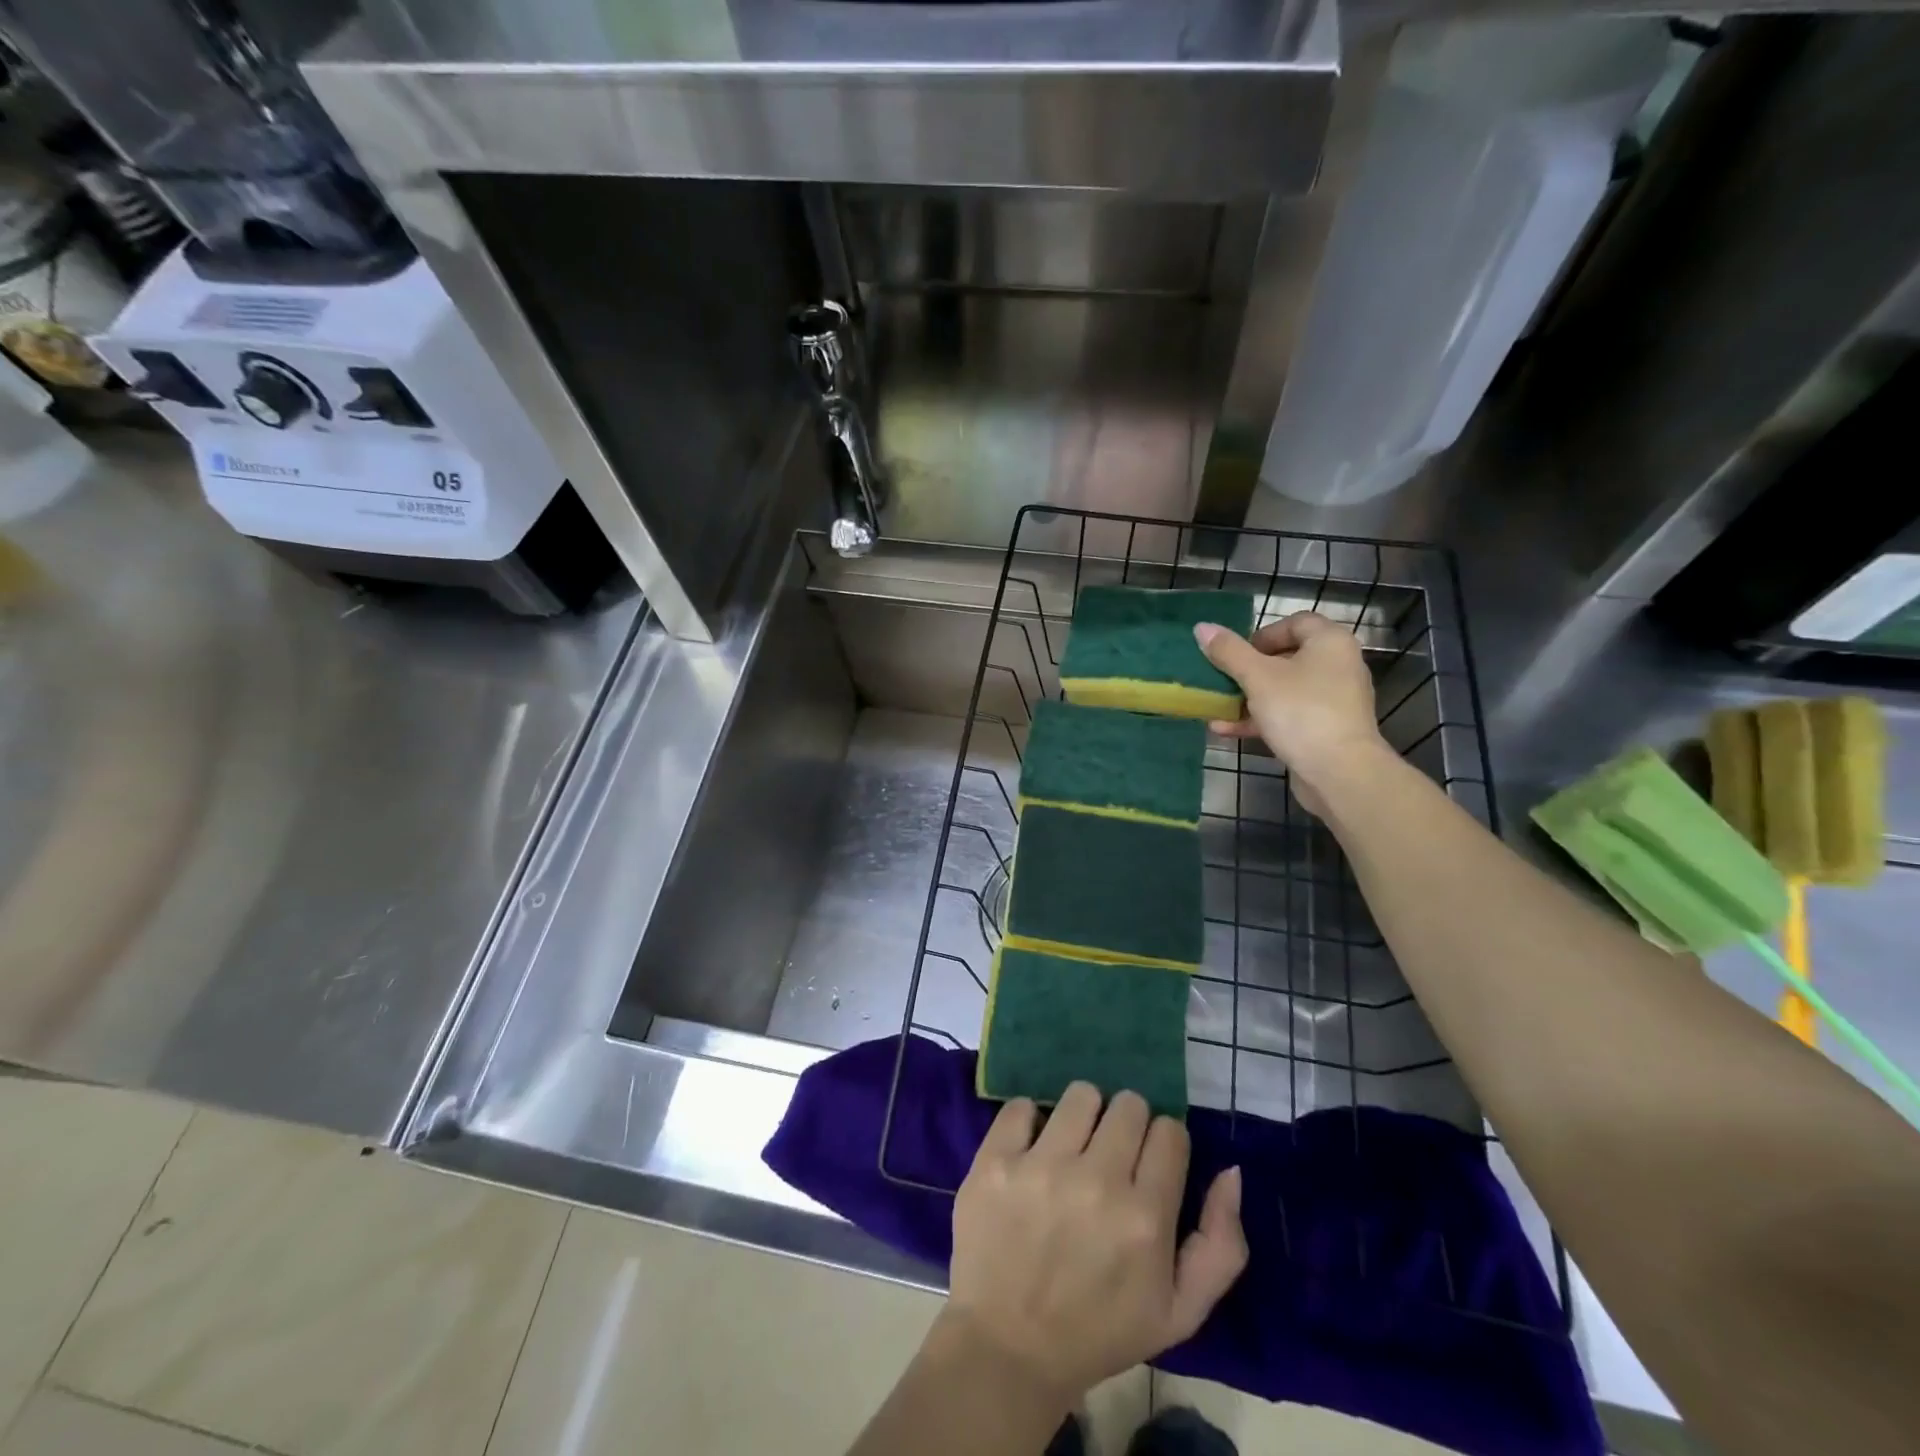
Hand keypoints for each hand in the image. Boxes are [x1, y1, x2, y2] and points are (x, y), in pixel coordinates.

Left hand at [944, 1083, 1246, 1406]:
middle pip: (1129, 1104)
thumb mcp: (1179, 1312)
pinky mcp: (995, 1160)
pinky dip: (1029, 1122)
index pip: (1170, 1131)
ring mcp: (1041, 1166)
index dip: (1163, 1144)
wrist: (1008, 1348)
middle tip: (1109, 1156)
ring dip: (1082, 1116)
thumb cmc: (1099, 1330)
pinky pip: (1021, 1105)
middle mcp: (1096, 1181)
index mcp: (1145, 1218)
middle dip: (1126, 1125)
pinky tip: (1030, 1152)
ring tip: (1072, 1148)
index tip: (1148, 1165)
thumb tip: (1231, 1171)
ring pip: (1081, 1094)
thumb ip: (1221, 1244)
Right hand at [1194, 612, 1387, 812]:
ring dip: (1248, 698)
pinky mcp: (1326, 729)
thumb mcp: (1257, 677)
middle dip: (1248, 670)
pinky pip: (1289, 715)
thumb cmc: (1300, 712)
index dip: (1262, 634)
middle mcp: (1338, 665)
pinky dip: (1261, 719)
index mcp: (1329, 642)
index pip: (1295, 622)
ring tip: (1217, 708)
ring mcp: (1334, 700)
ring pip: (1284, 689)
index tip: (1236, 654)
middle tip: (1224, 680)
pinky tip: (1226, 730)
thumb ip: (1228, 651)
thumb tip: (1202, 627)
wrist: (1339, 772)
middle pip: (1287, 657)